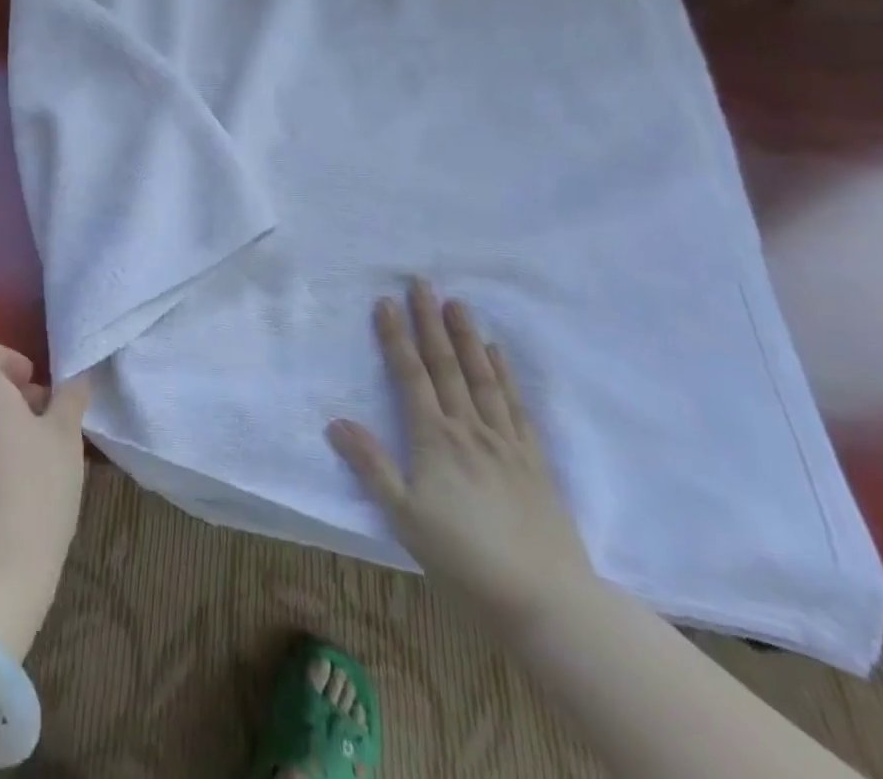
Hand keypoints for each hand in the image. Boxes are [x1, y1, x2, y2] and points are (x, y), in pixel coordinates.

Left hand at [0, 340, 90, 660]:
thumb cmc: (37, 490)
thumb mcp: (66, 437)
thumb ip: (70, 398)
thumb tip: (77, 377)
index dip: (5, 356)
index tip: (34, 380)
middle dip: (15, 391)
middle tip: (50, 414)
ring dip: (10, 420)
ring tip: (47, 448)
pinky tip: (30, 478)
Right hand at [327, 280, 595, 633]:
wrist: (546, 599)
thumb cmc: (464, 559)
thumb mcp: (404, 518)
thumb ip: (371, 466)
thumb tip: (336, 421)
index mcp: (435, 439)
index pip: (410, 376)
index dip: (396, 337)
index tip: (386, 301)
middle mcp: (469, 428)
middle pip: (446, 365)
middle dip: (430, 321)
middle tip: (422, 282)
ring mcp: (505, 441)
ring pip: (482, 376)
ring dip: (467, 336)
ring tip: (457, 303)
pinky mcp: (533, 460)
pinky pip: (515, 405)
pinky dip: (505, 374)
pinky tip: (498, 354)